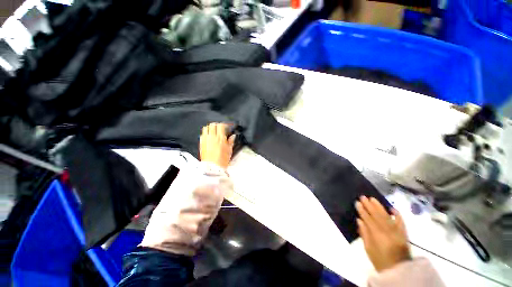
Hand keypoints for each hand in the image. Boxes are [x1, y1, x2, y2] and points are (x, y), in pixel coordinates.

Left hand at [200, 123, 235, 168]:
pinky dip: (205, 133)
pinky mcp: (201, 143)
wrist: (212, 167)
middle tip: (220, 128)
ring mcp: (205, 140)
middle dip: (217, 125)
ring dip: (210, 128)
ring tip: (213, 131)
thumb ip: (231, 141)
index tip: (226, 126)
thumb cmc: (222, 160)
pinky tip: (208, 137)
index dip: (224, 124)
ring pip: (206, 128)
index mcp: (220, 138)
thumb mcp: (229, 150)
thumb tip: (233, 136)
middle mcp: (212, 137)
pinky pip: (202, 134)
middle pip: (212, 125)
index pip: (221, 125)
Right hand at [356, 196, 410, 271]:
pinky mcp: (404, 233)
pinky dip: (397, 214)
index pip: (368, 219)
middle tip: (363, 197)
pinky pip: (401, 221)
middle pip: (377, 215)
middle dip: (369, 205)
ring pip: (387, 216)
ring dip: (379, 207)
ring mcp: (397, 231)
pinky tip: (392, 208)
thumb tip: (359, 220)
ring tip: (373, 199)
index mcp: (378, 235)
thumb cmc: (380, 260)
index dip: (362, 210)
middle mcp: (388, 231)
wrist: (399, 270)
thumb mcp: (368, 249)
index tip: (357, 202)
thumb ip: (364, 234)